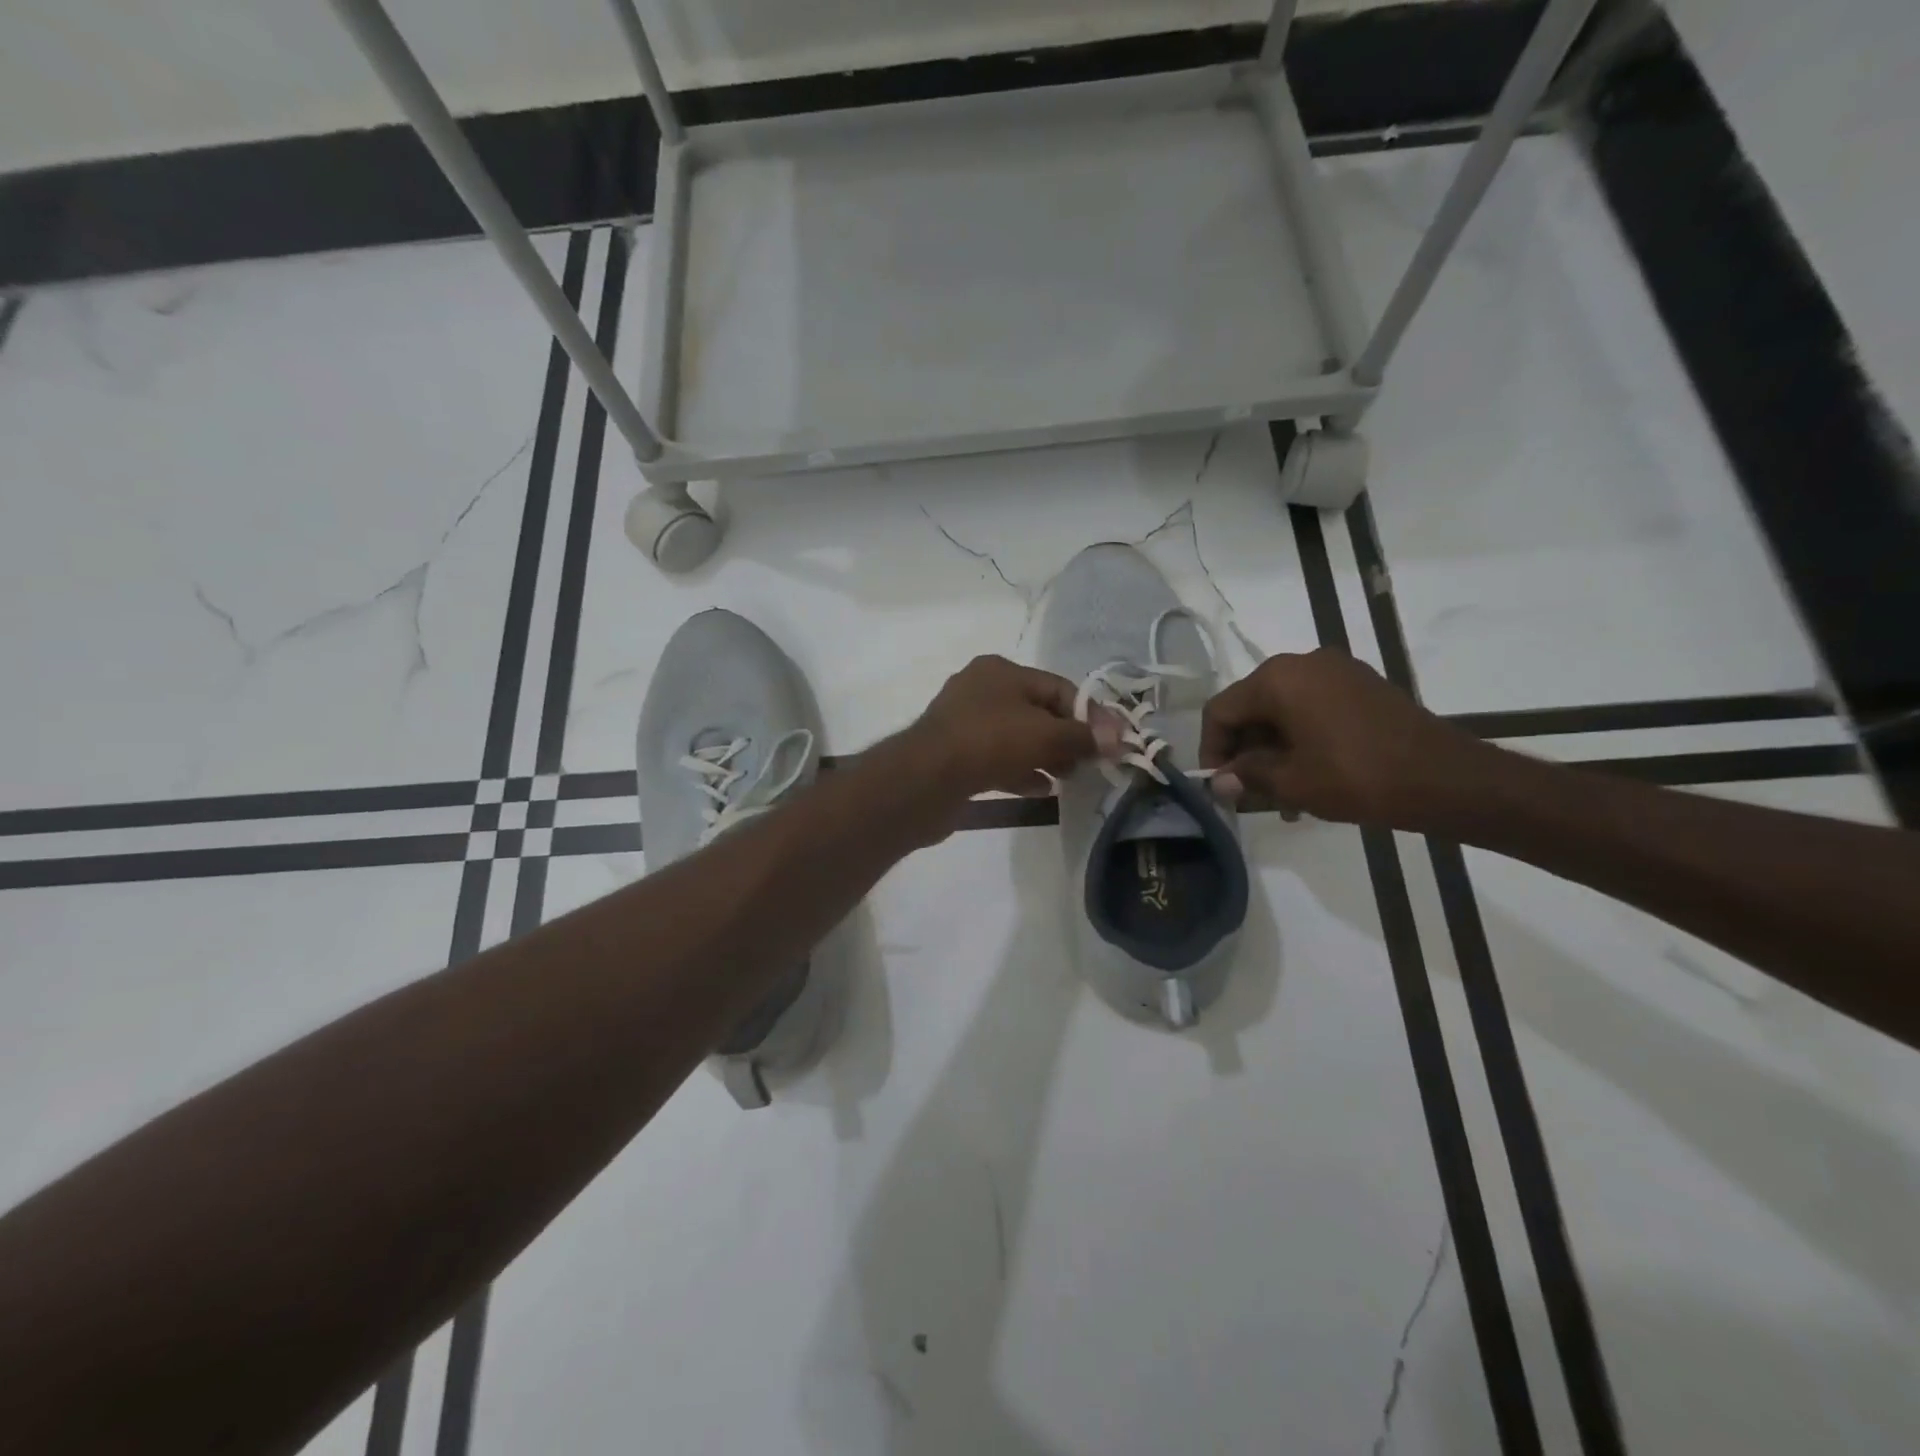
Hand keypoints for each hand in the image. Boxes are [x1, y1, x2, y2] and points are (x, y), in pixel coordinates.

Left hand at [905, 655, 1102, 801]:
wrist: (925, 780)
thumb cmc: (989, 743)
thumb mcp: (1045, 735)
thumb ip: (1084, 736)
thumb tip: (1120, 739)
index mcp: (1000, 671)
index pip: (1057, 687)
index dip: (1088, 715)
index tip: (1110, 743)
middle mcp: (980, 690)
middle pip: (1037, 712)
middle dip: (1066, 738)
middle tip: (1088, 764)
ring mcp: (964, 723)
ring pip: (1016, 737)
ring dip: (1045, 757)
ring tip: (1069, 778)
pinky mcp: (955, 755)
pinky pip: (997, 759)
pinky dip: (1020, 771)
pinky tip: (1040, 790)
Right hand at [1199, 649, 1491, 828]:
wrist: (1445, 778)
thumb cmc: (1356, 776)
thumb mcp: (1291, 782)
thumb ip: (1246, 776)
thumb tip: (1219, 782)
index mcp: (1278, 678)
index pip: (1222, 710)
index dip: (1212, 749)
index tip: (1219, 785)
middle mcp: (1303, 663)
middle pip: (1252, 707)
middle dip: (1246, 752)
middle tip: (1250, 794)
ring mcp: (1337, 671)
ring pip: (1284, 711)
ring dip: (1274, 750)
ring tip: (1283, 796)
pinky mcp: (1363, 686)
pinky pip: (1314, 709)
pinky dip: (1302, 739)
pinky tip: (1311, 776)